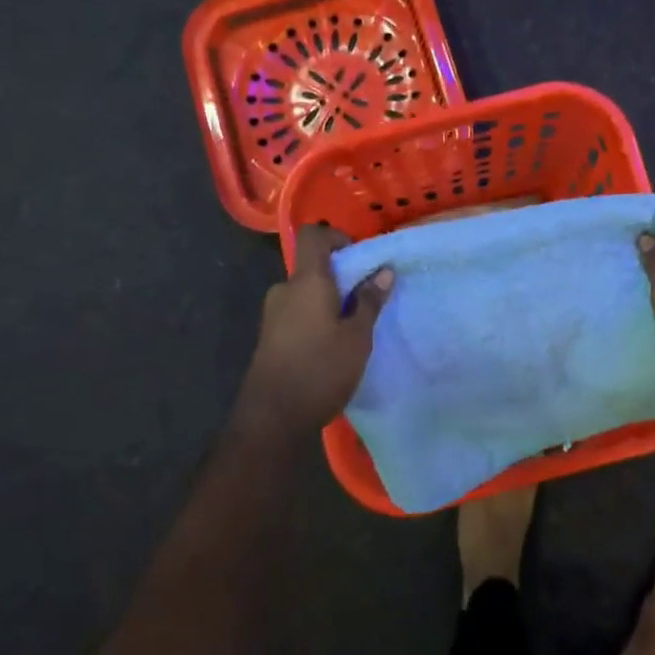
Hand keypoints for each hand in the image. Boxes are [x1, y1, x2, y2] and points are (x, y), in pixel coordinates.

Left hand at [235, 224, 392, 439]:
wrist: (272, 419)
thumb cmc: (320, 370)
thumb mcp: (357, 337)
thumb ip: (370, 301)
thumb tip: (384, 270)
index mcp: (306, 281)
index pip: (313, 235)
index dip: (336, 236)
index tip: (360, 257)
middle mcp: (285, 290)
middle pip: (312, 266)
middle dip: (340, 276)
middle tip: (367, 298)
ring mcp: (273, 314)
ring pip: (306, 292)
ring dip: (329, 300)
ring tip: (354, 326)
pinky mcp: (270, 337)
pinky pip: (297, 312)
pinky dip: (316, 317)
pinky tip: (333, 345)